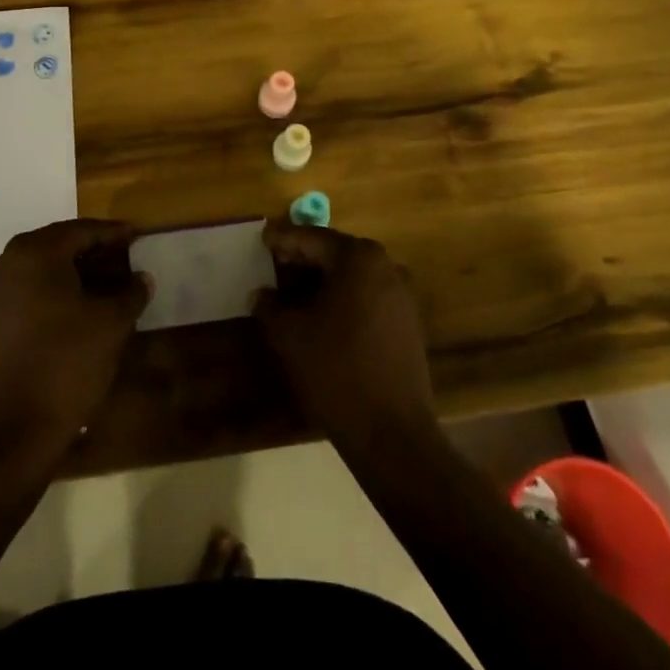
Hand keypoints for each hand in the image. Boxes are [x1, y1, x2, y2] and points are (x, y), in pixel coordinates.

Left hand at [0, 219, 151, 458]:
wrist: (19, 427)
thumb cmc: (69, 362)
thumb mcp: (112, 323)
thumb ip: (131, 292)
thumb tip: (142, 278)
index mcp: (35, 252)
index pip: (82, 231)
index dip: (113, 233)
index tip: (137, 234)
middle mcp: (9, 261)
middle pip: (60, 244)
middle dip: (95, 250)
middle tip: (126, 256)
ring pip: (45, 266)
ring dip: (77, 270)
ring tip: (111, 280)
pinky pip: (32, 287)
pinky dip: (58, 287)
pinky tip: (84, 301)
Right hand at [255, 219, 438, 454]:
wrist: (391, 432)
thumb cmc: (335, 370)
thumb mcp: (290, 335)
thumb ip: (270, 306)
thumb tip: (261, 294)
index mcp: (358, 258)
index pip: (312, 238)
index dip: (283, 239)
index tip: (261, 238)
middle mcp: (386, 266)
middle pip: (335, 253)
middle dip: (303, 257)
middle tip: (273, 262)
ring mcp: (401, 294)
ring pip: (352, 275)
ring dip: (323, 279)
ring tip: (292, 291)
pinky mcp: (408, 322)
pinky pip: (367, 296)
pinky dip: (342, 297)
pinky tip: (321, 315)